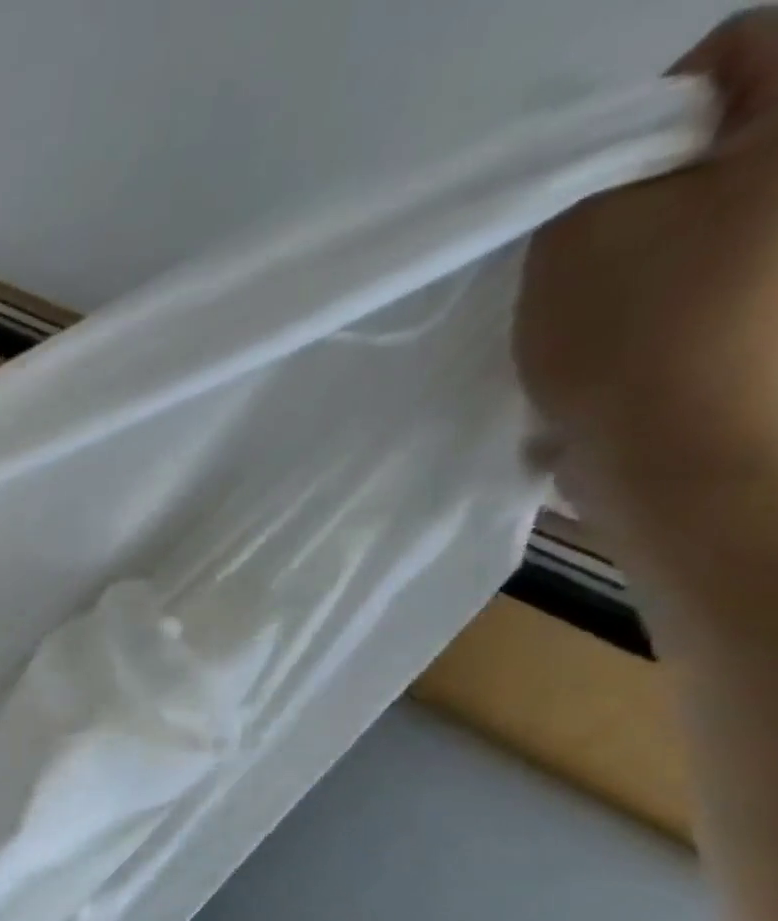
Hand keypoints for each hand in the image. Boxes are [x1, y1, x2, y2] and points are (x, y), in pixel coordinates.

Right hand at [516, 9, 777, 651]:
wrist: (695, 465)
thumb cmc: (639, 336)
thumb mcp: (582, 231)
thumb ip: (602, 163)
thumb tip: (639, 153)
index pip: (738, 48)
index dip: (648, 119)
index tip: (597, 198)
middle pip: (743, 137)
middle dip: (664, 189)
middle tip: (605, 260)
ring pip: (733, 215)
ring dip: (672, 249)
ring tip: (622, 316)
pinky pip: (736, 279)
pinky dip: (692, 299)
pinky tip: (652, 347)